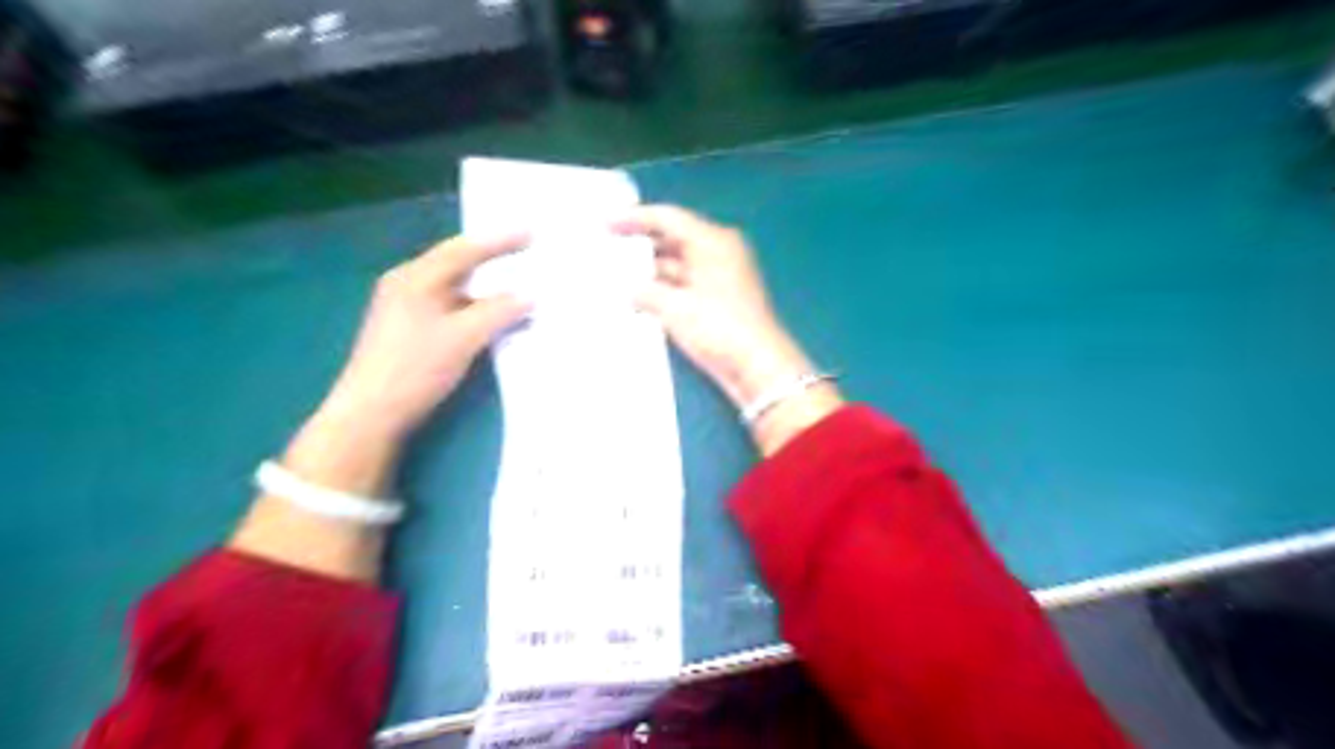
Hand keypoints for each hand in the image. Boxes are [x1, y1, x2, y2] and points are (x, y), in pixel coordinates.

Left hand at [308, 236, 532, 449]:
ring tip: (515, 284)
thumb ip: (499, 312)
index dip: (499, 241)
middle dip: (491, 258)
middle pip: (455, 264)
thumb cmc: (415, 367)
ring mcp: (405, 309)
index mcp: (415, 278)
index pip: (462, 250)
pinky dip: (475, 306)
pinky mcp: (409, 331)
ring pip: (453, 288)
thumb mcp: (463, 337)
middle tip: (524, 252)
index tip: (531, 235)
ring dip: (484, 286)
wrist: (371, 413)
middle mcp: (407, 285)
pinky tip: (492, 316)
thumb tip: (530, 296)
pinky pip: (450, 307)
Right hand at [618, 201, 844, 454]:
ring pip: (675, 265)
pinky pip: (681, 286)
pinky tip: (634, 299)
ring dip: (647, 272)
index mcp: (713, 241)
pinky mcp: (715, 301)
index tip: (604, 224)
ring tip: (611, 276)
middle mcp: (717, 253)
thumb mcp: (675, 307)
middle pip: (671, 239)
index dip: (634, 218)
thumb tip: (628, 289)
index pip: (668, 218)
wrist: (757, 368)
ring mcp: (717, 278)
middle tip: (604, 250)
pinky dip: (660, 290)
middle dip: (639, 246)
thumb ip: (645, 292)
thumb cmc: (719, 328)